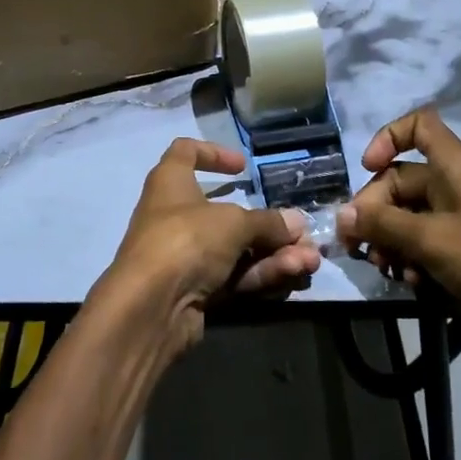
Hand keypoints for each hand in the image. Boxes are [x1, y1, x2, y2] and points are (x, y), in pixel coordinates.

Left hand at [101, 138, 322, 352]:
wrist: (150, 307)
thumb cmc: (186, 239)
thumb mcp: (233, 222)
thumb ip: (267, 223)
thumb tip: (296, 223)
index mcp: (171, 182)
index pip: (185, 152)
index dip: (213, 153)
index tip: (244, 167)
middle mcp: (175, 215)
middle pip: (227, 213)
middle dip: (269, 225)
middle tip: (303, 235)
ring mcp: (186, 255)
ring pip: (237, 249)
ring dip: (275, 253)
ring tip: (310, 260)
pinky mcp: (195, 289)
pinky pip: (234, 275)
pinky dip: (262, 273)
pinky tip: (293, 274)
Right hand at [335, 108, 460, 387]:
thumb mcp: (430, 239)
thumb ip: (382, 224)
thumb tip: (342, 214)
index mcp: (453, 166)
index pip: (418, 126)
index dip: (388, 137)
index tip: (367, 167)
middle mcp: (455, 185)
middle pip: (401, 180)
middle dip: (375, 210)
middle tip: (357, 244)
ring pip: (409, 216)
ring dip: (389, 240)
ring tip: (383, 269)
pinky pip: (425, 244)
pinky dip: (412, 259)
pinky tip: (410, 283)